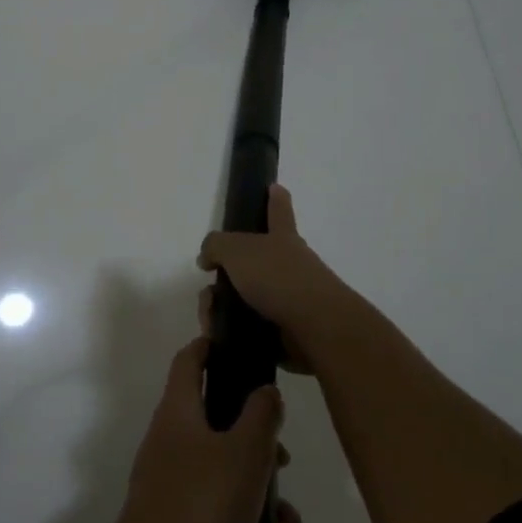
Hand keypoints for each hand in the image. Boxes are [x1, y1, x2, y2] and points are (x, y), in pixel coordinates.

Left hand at [116, 337, 284, 522]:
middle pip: (213, 417)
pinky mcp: (173, 516)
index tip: (238, 346)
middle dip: (253, 433)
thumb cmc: (202, 504)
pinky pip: (216, 502)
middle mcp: (168, 439)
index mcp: (178, 411)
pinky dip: (244, 514)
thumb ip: (261, 416)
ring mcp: (167, 479)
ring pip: (221, 465)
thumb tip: (264, 390)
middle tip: (283, 453)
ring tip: (287, 519)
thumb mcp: (245, 454)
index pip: (189, 360)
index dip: (211, 346)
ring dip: (256, 483)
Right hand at [197, 185, 353, 374]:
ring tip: (210, 320)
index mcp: (282, 239)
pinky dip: (229, 331)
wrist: (314, 329)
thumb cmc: (278, 278)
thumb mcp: (237, 250)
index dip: (276, 199)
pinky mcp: (282, 331)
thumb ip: (215, 246)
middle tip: (209, 292)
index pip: (278, 212)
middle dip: (225, 276)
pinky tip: (218, 335)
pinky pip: (246, 327)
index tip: (275, 187)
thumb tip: (207, 258)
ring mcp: (287, 300)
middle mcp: (288, 266)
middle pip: (249, 263)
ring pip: (242, 298)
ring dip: (219, 309)